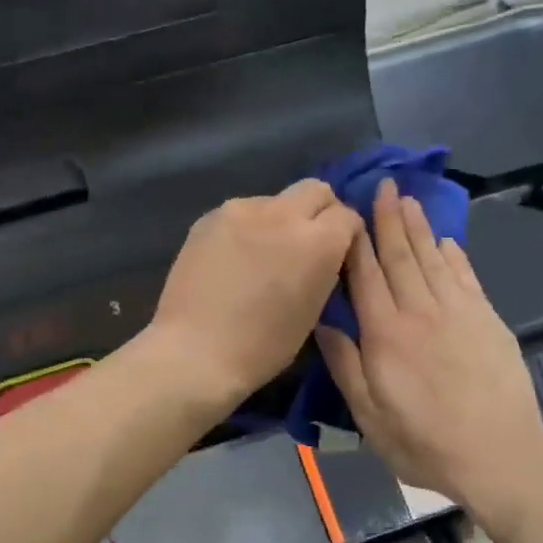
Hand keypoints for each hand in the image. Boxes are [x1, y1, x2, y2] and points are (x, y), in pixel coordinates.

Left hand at [147, 180, 362, 408]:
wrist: (195, 352)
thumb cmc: (262, 347)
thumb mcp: (313, 312)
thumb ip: (324, 270)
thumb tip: (324, 254)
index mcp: (318, 242)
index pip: (347, 216)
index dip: (347, 234)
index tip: (339, 253)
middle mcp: (283, 214)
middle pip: (315, 190)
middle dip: (319, 211)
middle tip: (308, 243)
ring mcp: (242, 210)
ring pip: (275, 200)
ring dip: (280, 219)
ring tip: (264, 253)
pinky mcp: (210, 216)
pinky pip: (242, 212)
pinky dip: (248, 228)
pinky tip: (235, 257)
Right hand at [318, 179, 542, 516]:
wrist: (498, 456)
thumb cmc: (423, 443)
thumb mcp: (368, 415)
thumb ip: (345, 365)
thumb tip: (323, 321)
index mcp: (385, 334)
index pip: (365, 276)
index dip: (356, 242)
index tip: (349, 212)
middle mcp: (420, 312)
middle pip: (400, 256)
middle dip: (388, 219)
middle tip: (383, 186)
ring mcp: (459, 313)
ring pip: (433, 259)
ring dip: (419, 227)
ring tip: (408, 199)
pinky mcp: (488, 320)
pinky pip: (466, 277)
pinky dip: (454, 255)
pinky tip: (446, 240)